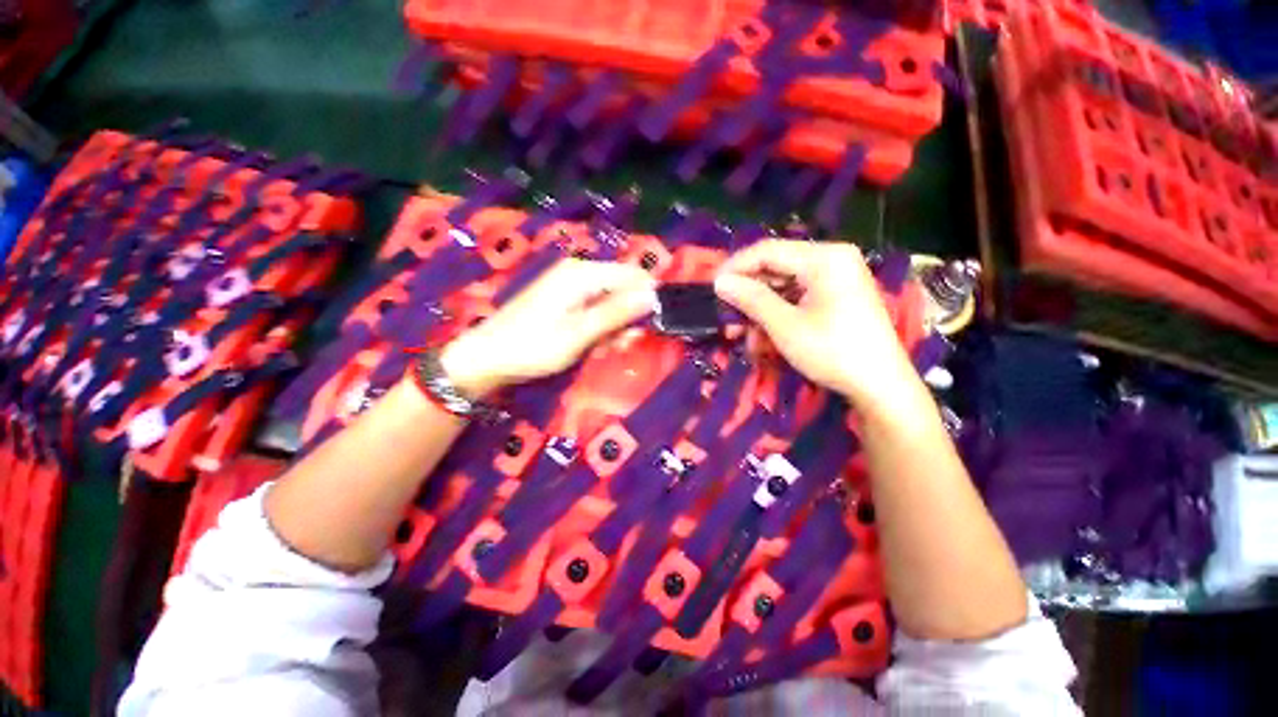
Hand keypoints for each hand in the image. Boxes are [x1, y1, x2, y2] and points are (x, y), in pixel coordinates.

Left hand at [441, 259, 656, 396]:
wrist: (488, 356)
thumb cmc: (534, 346)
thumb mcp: (580, 333)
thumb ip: (617, 313)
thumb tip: (652, 296)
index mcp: (583, 273)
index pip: (632, 276)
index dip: (646, 300)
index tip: (649, 327)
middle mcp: (578, 272)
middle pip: (621, 289)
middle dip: (627, 318)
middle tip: (621, 345)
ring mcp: (569, 285)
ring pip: (609, 302)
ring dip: (613, 327)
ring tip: (605, 350)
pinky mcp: (563, 299)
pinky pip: (594, 308)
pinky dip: (598, 327)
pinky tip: (593, 345)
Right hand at [714, 240, 920, 412]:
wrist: (880, 386)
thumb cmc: (832, 351)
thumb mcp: (785, 325)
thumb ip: (751, 299)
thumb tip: (720, 282)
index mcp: (824, 258)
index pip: (768, 251)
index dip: (736, 268)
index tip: (712, 288)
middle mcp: (831, 260)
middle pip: (775, 268)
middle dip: (747, 295)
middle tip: (725, 317)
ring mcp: (835, 279)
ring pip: (782, 286)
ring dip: (759, 311)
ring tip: (740, 335)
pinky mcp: (834, 297)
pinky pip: (796, 299)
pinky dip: (776, 316)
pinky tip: (763, 339)